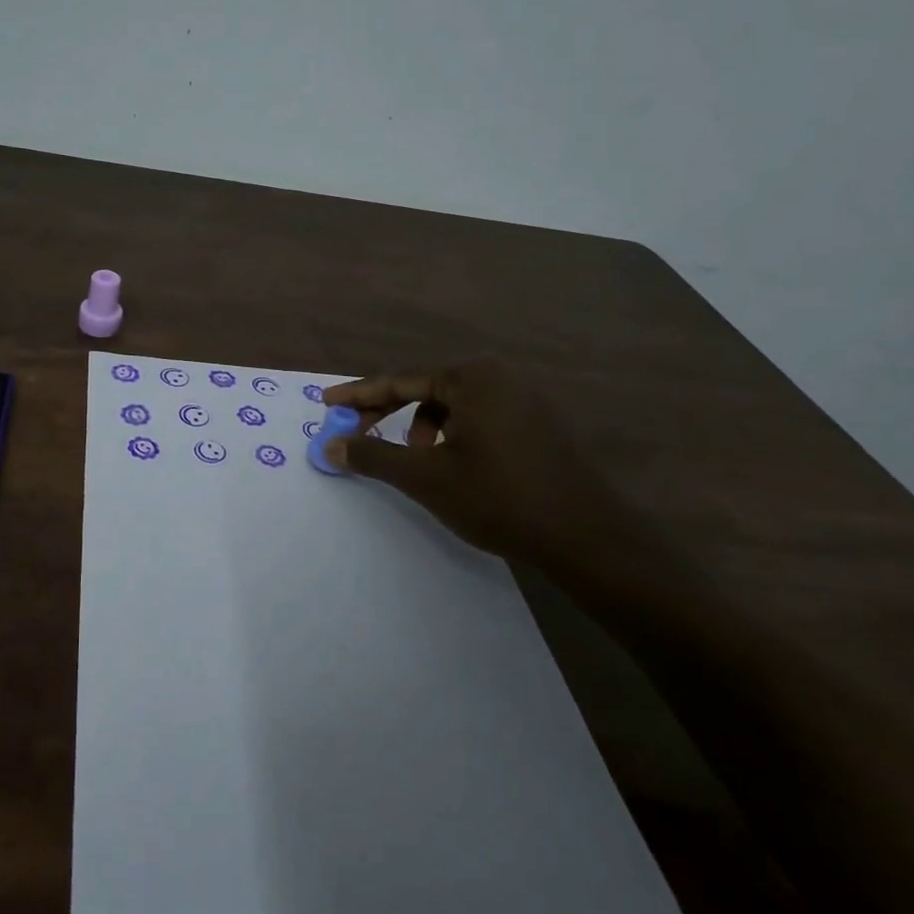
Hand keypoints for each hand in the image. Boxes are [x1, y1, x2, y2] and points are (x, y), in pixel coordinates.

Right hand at [320, 362, 658, 597]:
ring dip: (422, 427)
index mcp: (472, 377)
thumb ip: (374, 456)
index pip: (401, 379)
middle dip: (388, 411)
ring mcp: (525, 398)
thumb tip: (330, 446)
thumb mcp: (426, 477)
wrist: (587, 537)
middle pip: (427, 388)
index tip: (327, 401)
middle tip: (358, 432)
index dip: (359, 394)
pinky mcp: (540, 422)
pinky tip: (453, 464)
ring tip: (417, 461)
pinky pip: (480, 416)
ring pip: (454, 405)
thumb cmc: (498, 498)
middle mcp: (500, 376)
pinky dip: (454, 434)